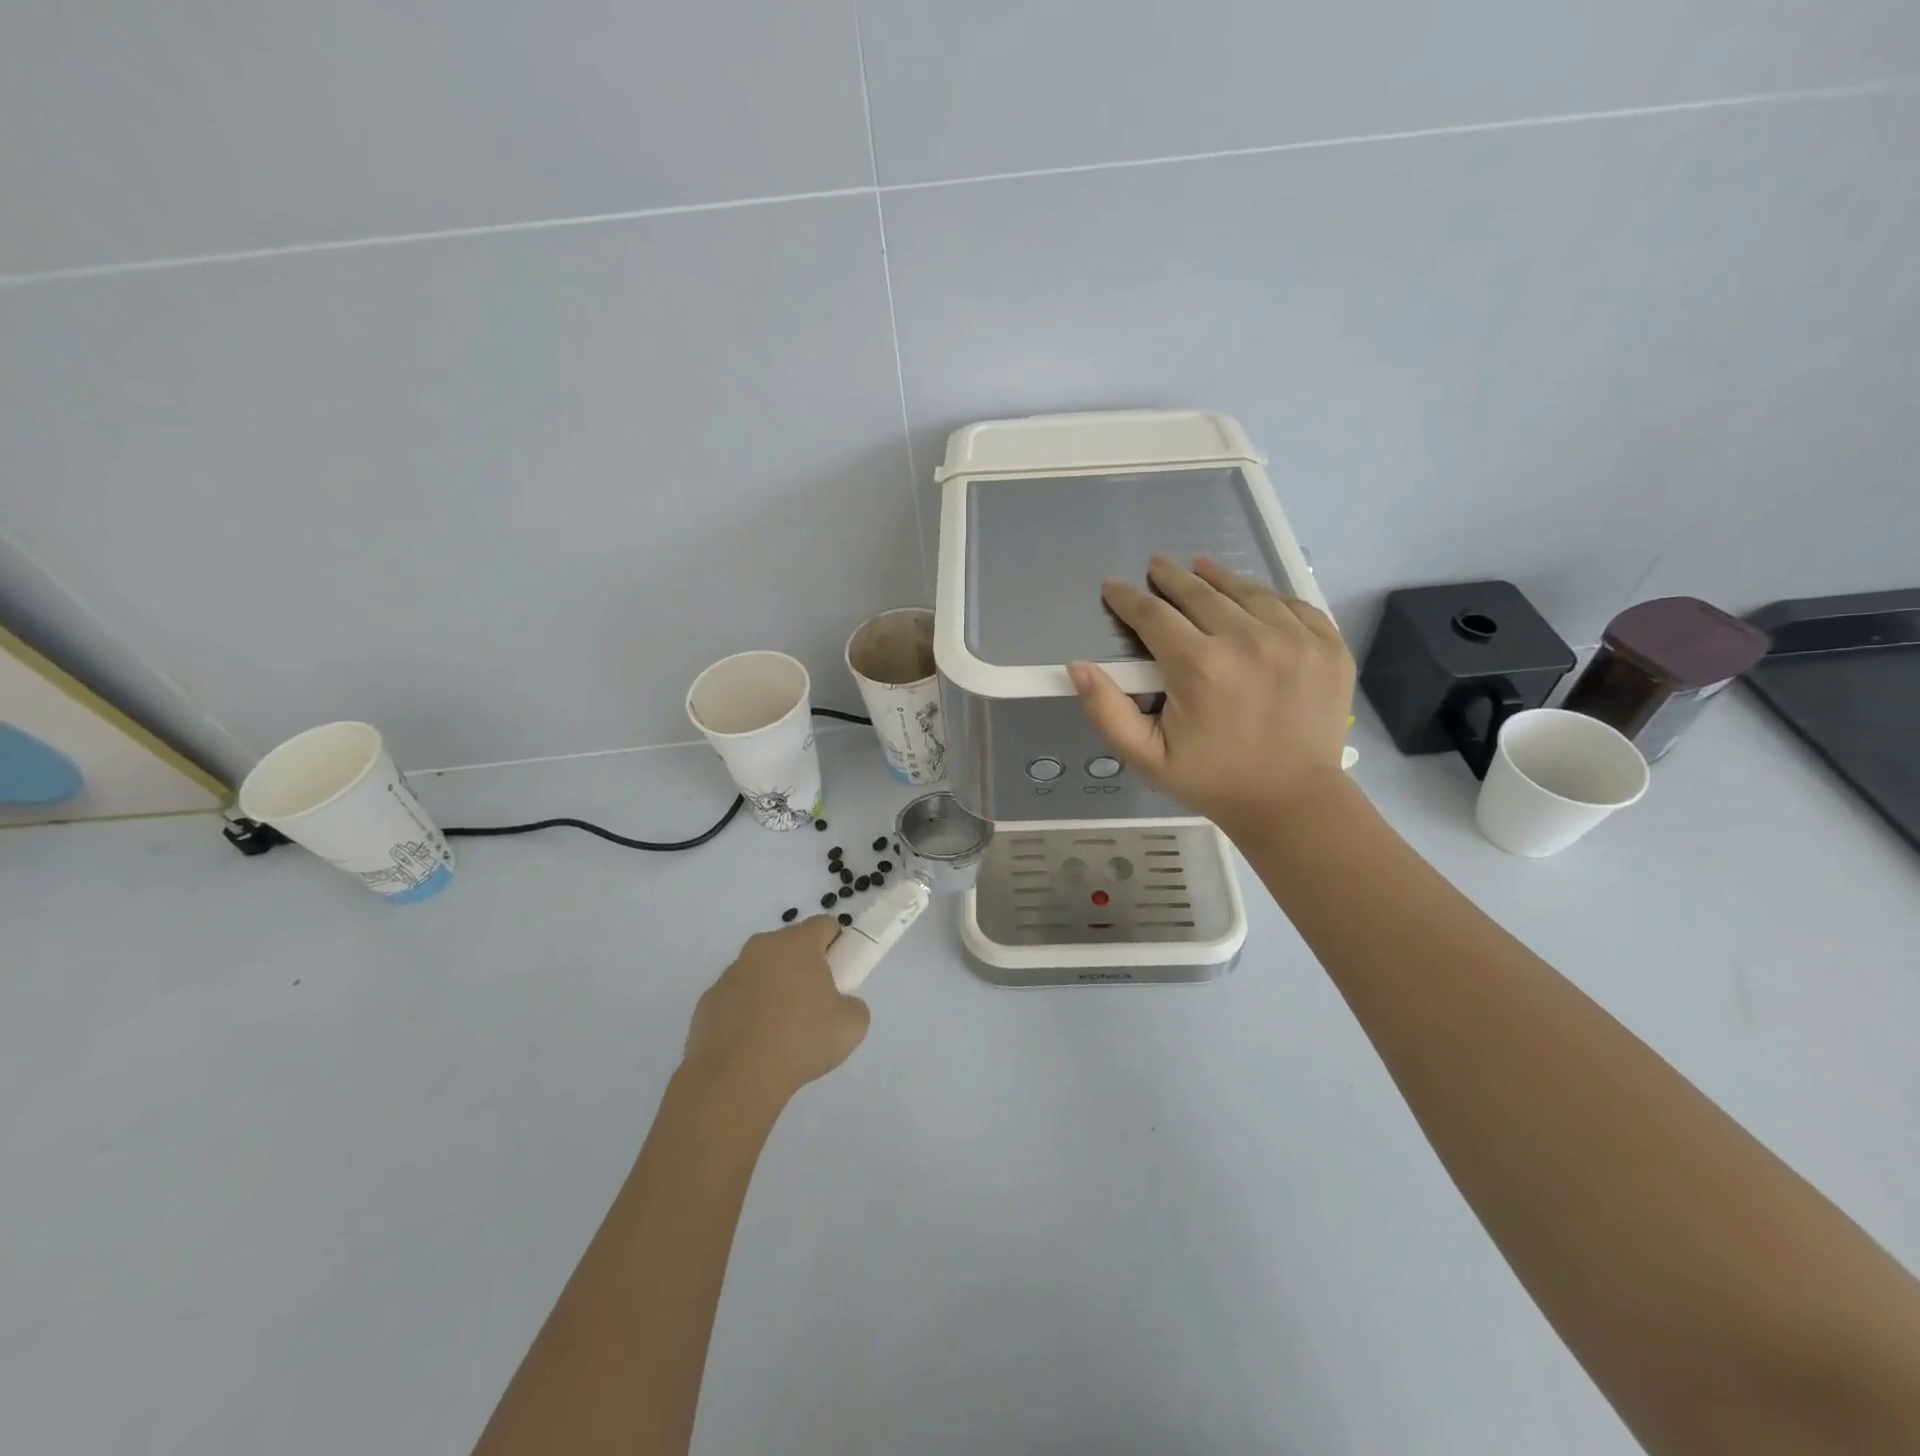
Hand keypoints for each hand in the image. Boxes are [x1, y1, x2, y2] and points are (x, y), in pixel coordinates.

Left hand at [683, 917, 869, 1106]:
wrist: (735, 1079)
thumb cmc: (800, 1041)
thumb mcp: (852, 1025)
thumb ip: (853, 1004)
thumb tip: (839, 1005)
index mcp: (797, 944)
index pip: (825, 924)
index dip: (838, 945)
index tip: (840, 974)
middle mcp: (761, 948)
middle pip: (791, 945)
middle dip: (805, 967)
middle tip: (814, 1005)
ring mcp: (730, 973)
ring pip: (762, 970)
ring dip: (774, 988)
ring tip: (781, 1032)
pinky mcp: (708, 1000)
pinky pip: (738, 996)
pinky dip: (748, 1011)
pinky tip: (753, 1043)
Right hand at [1067, 555, 1355, 831]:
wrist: (1291, 801)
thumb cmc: (1211, 779)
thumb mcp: (1145, 756)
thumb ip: (1106, 710)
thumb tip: (1077, 666)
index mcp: (1199, 667)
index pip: (1153, 615)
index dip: (1128, 598)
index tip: (1114, 586)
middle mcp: (1247, 640)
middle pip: (1200, 593)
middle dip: (1171, 577)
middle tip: (1157, 565)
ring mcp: (1295, 639)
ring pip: (1247, 591)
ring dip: (1218, 577)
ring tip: (1200, 566)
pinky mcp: (1328, 645)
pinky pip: (1293, 604)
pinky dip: (1267, 596)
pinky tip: (1252, 596)